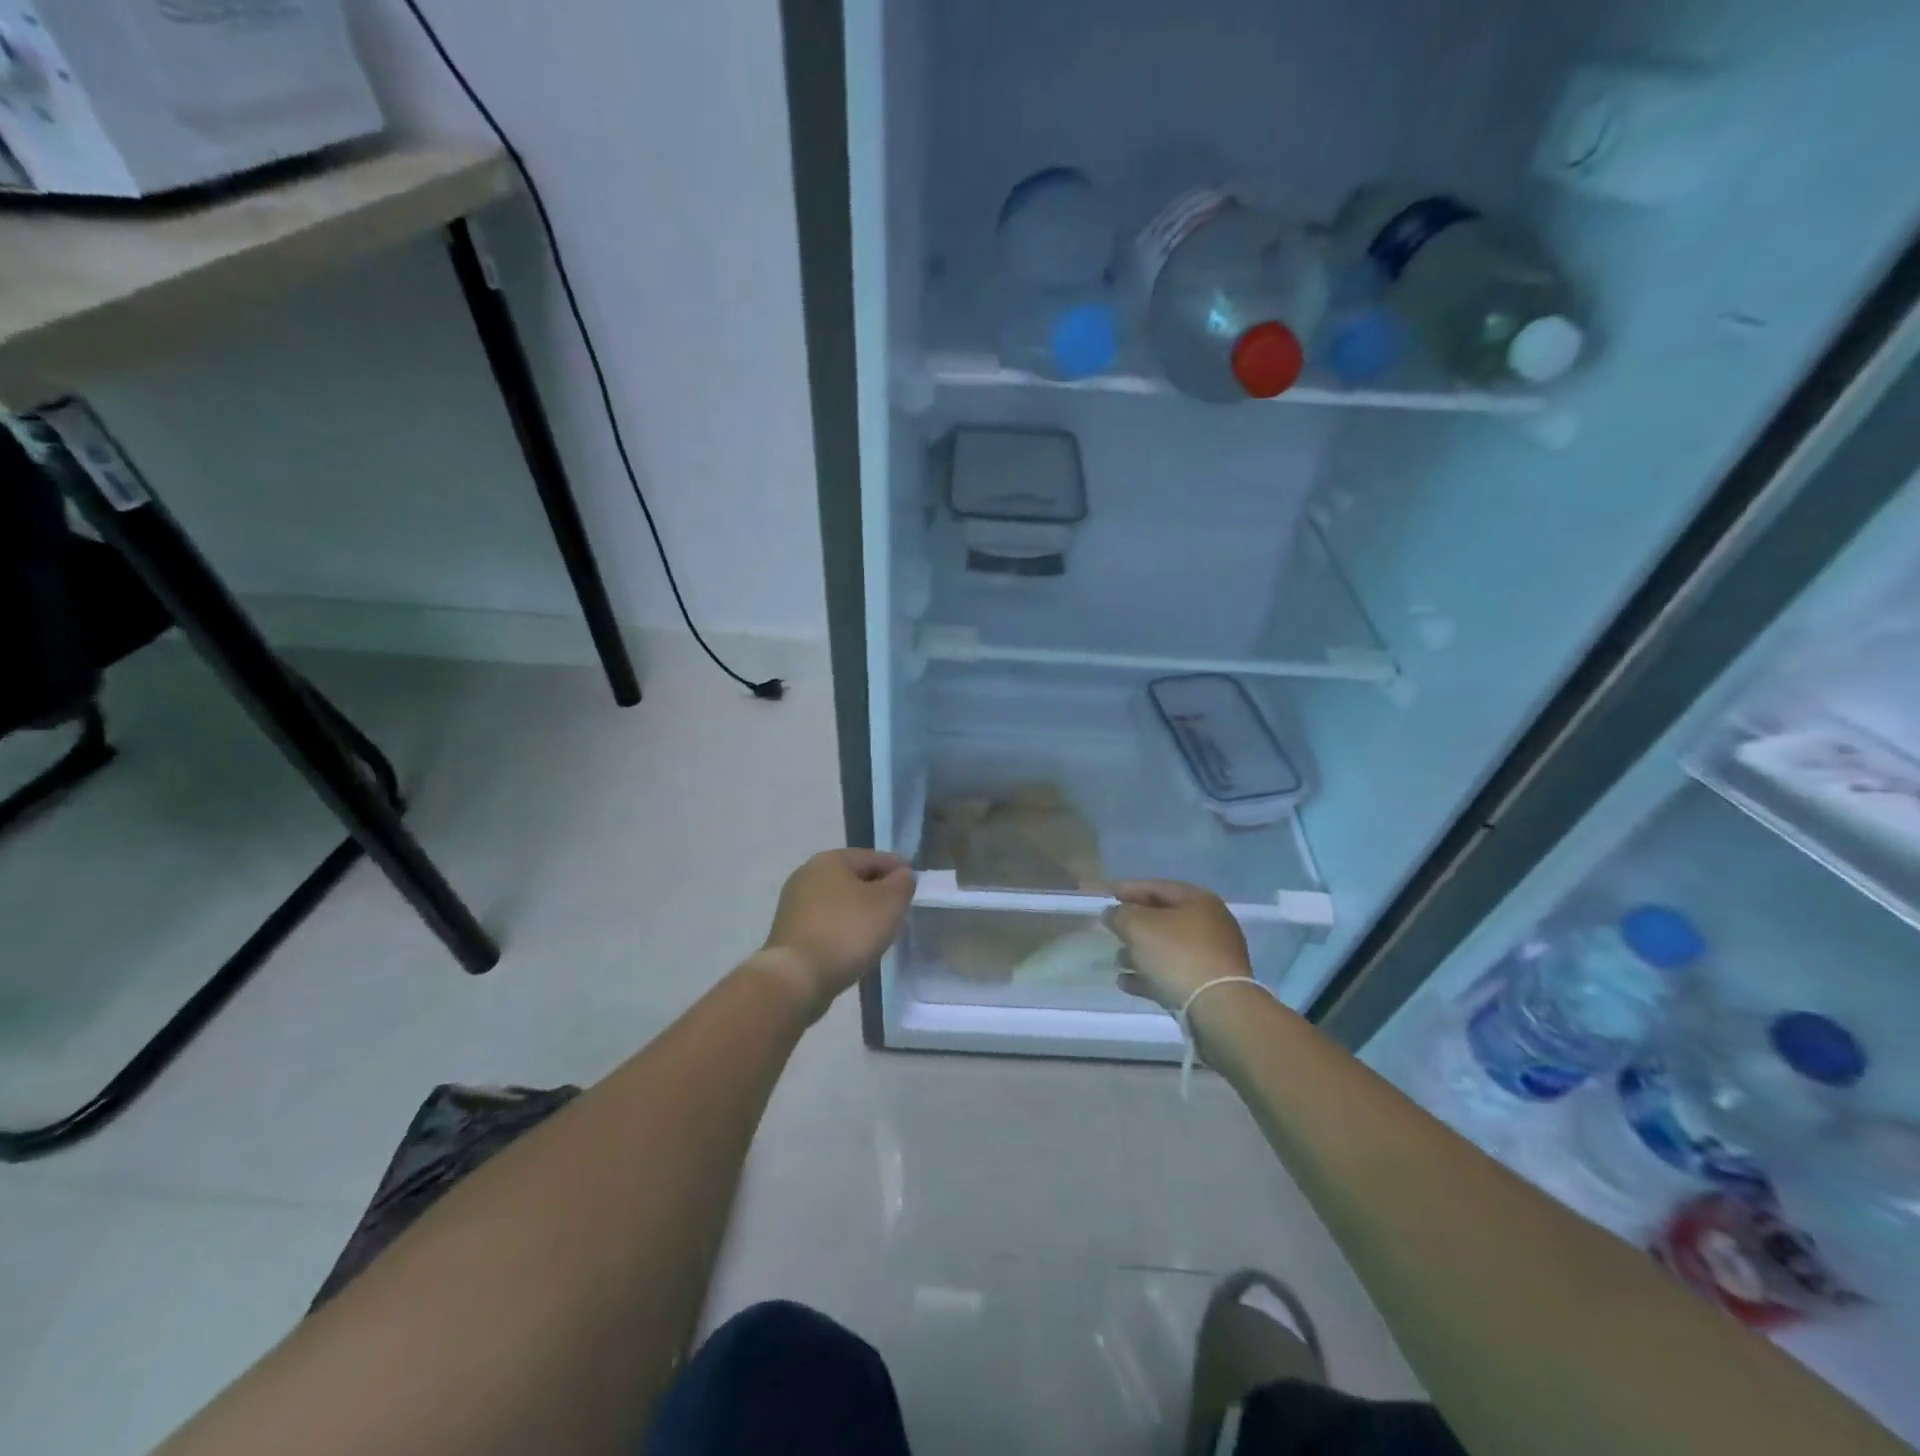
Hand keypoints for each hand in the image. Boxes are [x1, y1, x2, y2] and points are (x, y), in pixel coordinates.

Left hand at [759, 849, 914, 1014]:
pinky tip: (856, 944)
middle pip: (853, 877)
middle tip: (899, 906)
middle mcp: (807, 874)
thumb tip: (902, 874)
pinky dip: (843, 928)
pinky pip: (826, 922)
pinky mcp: (790, 932)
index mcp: (830, 860)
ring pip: (839, 901)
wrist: (796, 978)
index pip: (873, 857)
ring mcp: (794, 904)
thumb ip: (902, 884)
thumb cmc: (847, 932)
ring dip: (860, 910)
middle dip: (877, 889)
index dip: (897, 868)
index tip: (914, 881)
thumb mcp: (888, 904)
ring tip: (880, 928)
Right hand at [1103, 880, 1251, 1011]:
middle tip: (1112, 928)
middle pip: (1164, 919)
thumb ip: (1120, 914)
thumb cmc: (1177, 955)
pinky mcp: (1209, 987)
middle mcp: (1210, 925)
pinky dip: (1150, 976)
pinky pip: (1173, 974)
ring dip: (1140, 953)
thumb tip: (1113, 913)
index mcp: (1198, 901)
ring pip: (1168, 949)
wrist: (1218, 1008)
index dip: (1130, 889)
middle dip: (1134, 925)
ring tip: (1117, 960)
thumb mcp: (1138, 926)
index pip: (1158, 887)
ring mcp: (1212, 958)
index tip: (1107, 894)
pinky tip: (1126, 983)